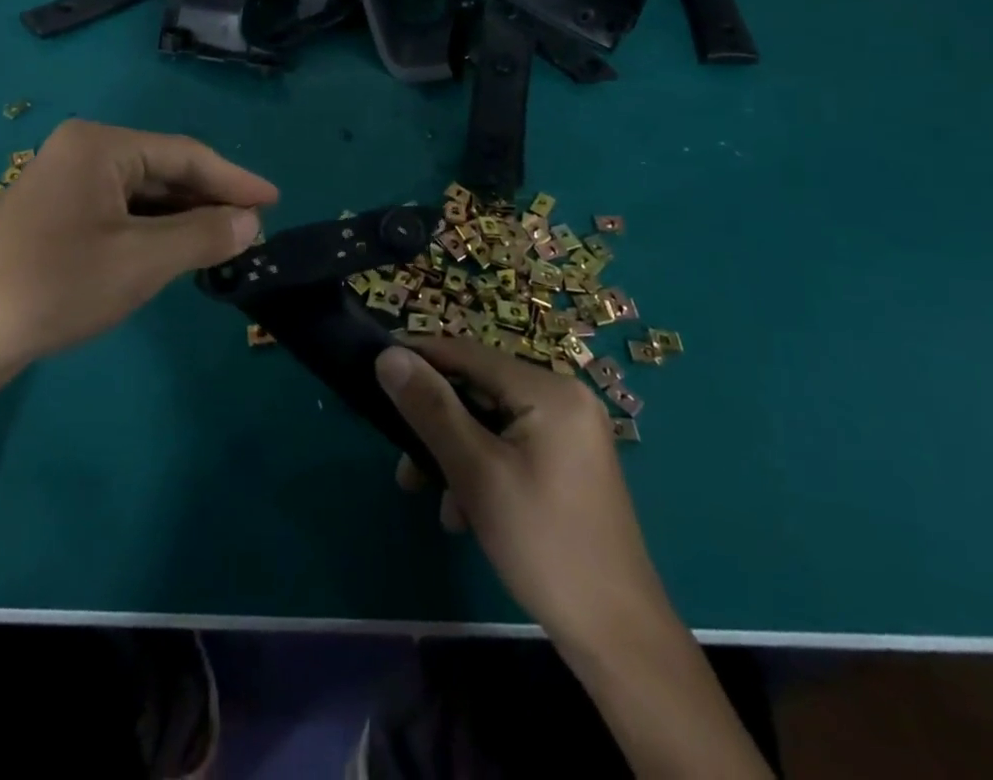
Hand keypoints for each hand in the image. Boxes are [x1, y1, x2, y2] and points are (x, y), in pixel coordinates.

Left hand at [0, 120, 277, 380]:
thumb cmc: (55, 284)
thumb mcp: (142, 261)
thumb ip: (204, 235)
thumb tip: (251, 222)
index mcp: (101, 145)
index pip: (185, 154)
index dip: (234, 180)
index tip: (275, 202)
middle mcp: (82, 152)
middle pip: (163, 170)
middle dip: (208, 200)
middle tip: (252, 230)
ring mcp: (64, 183)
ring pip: (141, 194)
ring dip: (181, 218)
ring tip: (223, 244)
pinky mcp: (54, 214)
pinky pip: (118, 211)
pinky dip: (151, 230)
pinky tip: (174, 252)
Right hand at [375, 338, 662, 643]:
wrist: (618, 638)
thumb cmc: (543, 545)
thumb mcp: (476, 472)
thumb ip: (430, 408)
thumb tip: (388, 356)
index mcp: (549, 389)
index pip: (468, 353)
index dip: (419, 358)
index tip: (375, 372)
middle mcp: (564, 398)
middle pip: (479, 390)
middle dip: (436, 424)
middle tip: (402, 462)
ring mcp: (571, 432)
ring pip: (491, 423)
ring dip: (454, 454)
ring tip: (430, 497)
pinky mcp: (569, 463)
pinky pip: (511, 446)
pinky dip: (482, 470)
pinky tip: (465, 514)